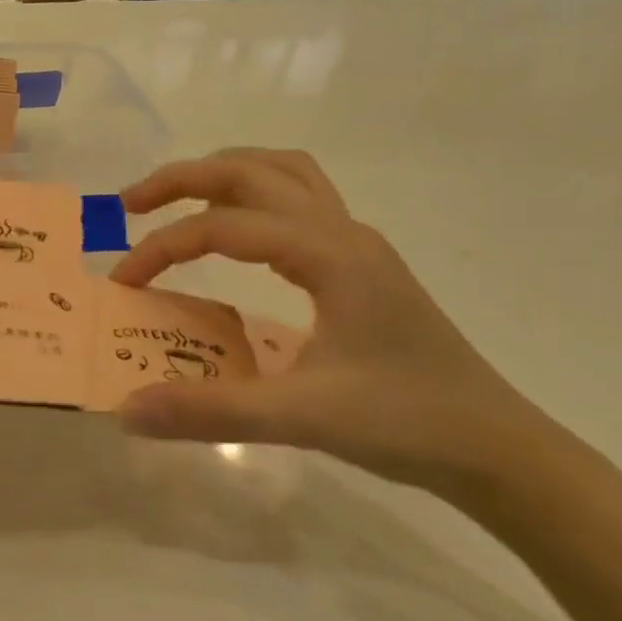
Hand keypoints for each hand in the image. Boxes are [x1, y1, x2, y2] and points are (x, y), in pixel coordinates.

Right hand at [110, 149, 569, 497]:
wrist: (498, 449)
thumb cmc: (406, 423)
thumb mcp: (301, 418)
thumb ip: (209, 411)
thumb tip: (126, 409)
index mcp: (329, 254)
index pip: (224, 226)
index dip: (163, 246)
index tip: (124, 282)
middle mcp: (342, 232)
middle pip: (251, 171)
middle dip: (183, 178)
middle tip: (131, 205)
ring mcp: (357, 244)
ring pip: (282, 174)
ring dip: (223, 176)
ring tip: (178, 203)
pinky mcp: (361, 265)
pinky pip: (299, 202)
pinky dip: (254, 200)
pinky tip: (236, 238)